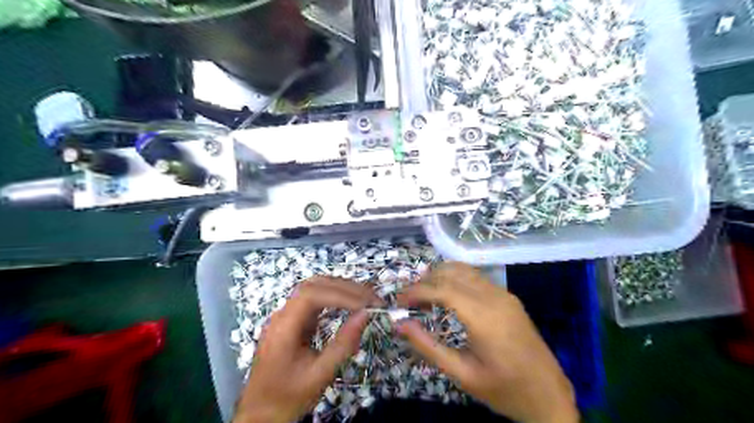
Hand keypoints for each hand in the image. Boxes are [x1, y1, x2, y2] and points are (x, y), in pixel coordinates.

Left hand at [234, 277, 380, 422]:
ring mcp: (285, 315)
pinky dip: (333, 296)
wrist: (260, 413)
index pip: (311, 295)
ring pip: (313, 288)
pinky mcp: (292, 320)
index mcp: (283, 327)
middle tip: (371, 298)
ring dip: (340, 288)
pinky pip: (313, 299)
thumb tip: (366, 315)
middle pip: (313, 286)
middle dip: (345, 287)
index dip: (341, 294)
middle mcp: (282, 314)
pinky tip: (348, 304)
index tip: (366, 304)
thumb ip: (343, 344)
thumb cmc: (289, 396)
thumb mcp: (320, 375)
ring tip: (364, 298)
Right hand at [397, 263, 577, 421]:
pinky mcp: (509, 297)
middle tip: (408, 299)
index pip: (442, 289)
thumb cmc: (504, 389)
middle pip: (452, 273)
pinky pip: (477, 277)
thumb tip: (399, 325)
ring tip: (423, 294)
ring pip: (465, 270)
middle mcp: (494, 297)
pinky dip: (456, 279)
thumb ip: (428, 347)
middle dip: (425, 280)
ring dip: (440, 276)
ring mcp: (504, 294)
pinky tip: (447, 294)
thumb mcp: (462, 374)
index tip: (399, 302)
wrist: (549, 395)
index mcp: (484, 317)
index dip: (417, 291)